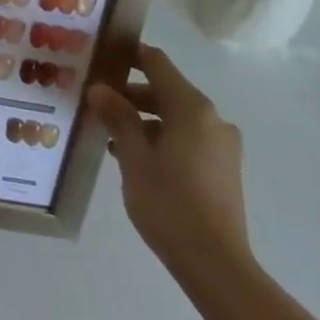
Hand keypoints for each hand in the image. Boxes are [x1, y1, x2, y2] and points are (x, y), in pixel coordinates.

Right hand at [88, 44, 251, 277]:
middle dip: (130, 93)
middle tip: (96, 102)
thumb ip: (117, 117)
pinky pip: (187, 138)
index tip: (100, 57)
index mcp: (191, 107)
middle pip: (166, 90)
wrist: (217, 265)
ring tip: (110, 135)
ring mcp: (222, 144)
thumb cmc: (169, 203)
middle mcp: (212, 118)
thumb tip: (100, 88)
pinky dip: (161, 138)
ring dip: (143, 119)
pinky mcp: (223, 168)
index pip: (156, 62)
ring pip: (175, 117)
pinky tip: (135, 159)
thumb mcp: (133, 157)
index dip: (128, 54)